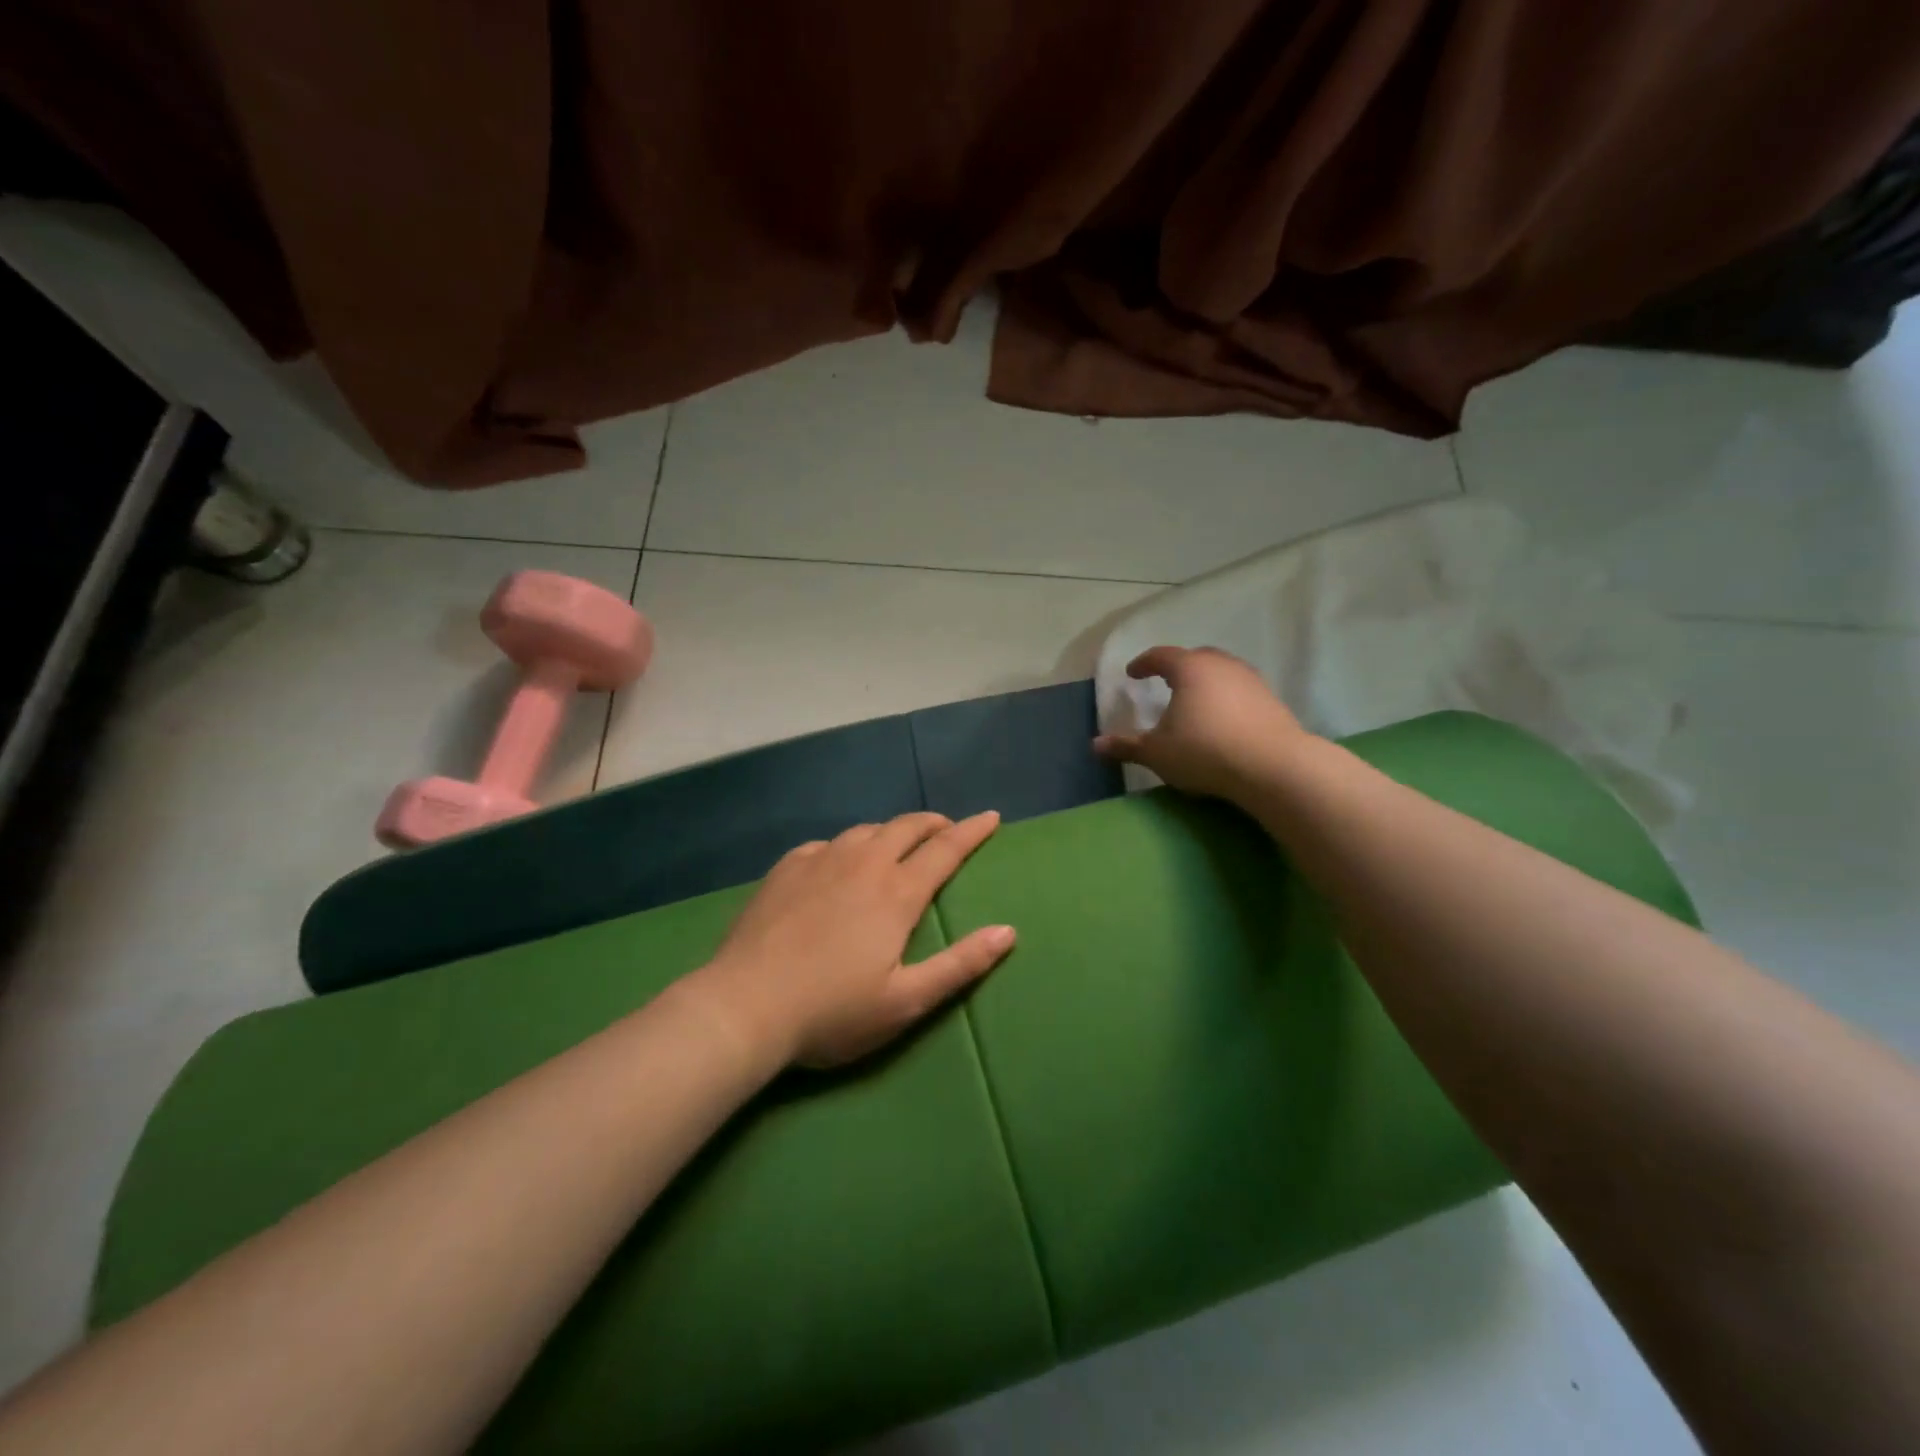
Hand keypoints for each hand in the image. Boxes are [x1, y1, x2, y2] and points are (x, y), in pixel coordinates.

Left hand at [687, 812, 1013, 1068]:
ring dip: (892, 831)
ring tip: (899, 843)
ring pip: (866, 830)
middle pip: (906, 827)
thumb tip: (1007, 931)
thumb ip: (960, 965)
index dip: (972, 831)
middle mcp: (862, 863)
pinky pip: (827, 844)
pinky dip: (848, 846)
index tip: (991, 817)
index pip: (945, 849)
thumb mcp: (905, 1001)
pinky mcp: (786, 868)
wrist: (744, 1006)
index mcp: (896, 892)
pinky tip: (840, 861)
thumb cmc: (832, 1011)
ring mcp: (820, 861)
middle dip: (934, 823)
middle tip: (948, 829)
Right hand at [1094, 645, 1314, 799]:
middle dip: (1177, 667)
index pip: (1160, 655)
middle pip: (1194, 657)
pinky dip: (1226, 696)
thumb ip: (1127, 746)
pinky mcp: (1271, 698)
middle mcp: (1220, 664)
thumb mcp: (1157, 753)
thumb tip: (1095, 745)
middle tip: (1165, 682)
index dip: (1143, 663)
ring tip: (1194, 700)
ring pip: (1221, 671)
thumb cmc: (1205, 751)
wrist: (1273, 766)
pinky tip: (1222, 718)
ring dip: (1204, 681)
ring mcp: (1250, 679)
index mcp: (1189, 668)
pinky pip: (1240, 689)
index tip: (1133, 674)